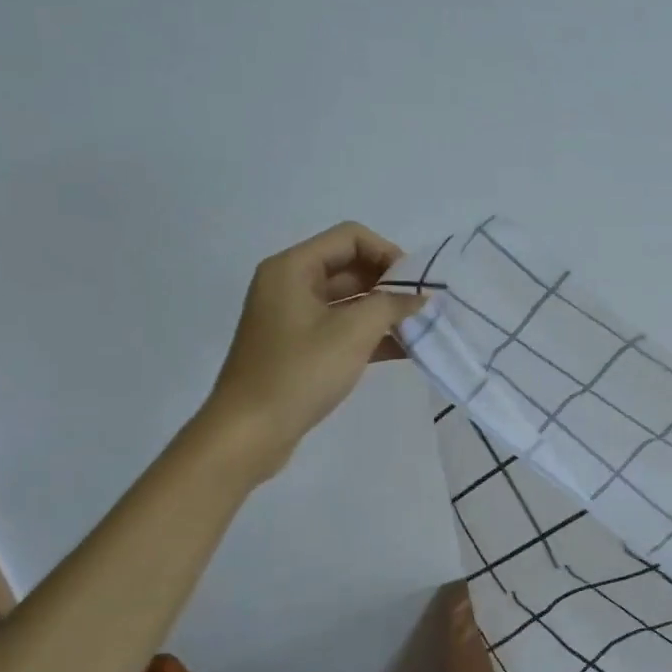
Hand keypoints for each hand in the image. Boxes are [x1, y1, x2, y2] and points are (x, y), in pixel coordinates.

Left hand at [204, 222, 427, 479]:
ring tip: (419, 329)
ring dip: (383, 311)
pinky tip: (403, 350)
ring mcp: (293, 317)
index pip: (350, 237)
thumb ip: (392, 305)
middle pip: (350, 266)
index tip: (415, 284)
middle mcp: (290, 284)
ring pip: (348, 300)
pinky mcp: (299, 347)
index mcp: (293, 268)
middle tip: (423, 307)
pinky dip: (369, 334)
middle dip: (389, 284)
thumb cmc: (299, 373)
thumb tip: (419, 297)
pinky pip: (340, 327)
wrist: (248, 434)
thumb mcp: (353, 332)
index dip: (388, 253)